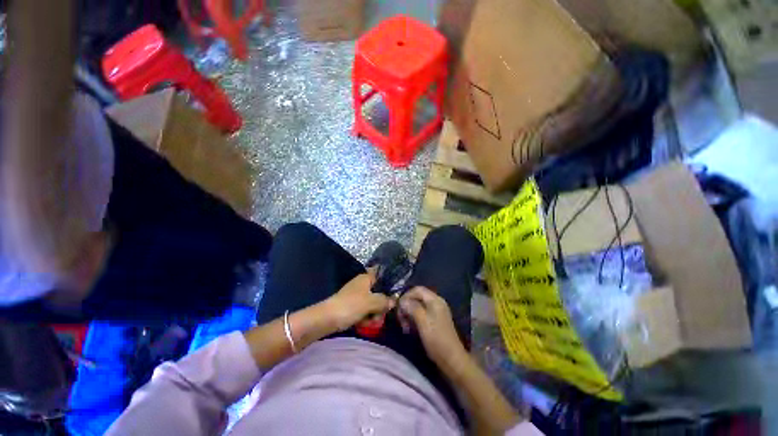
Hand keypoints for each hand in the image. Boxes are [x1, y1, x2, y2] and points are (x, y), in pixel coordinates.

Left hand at [323, 271, 394, 330]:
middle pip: (378, 292)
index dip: (388, 283)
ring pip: (372, 303)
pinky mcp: (352, 307)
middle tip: (380, 315)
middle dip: (381, 305)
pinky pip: (364, 311)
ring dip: (374, 314)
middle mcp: (362, 284)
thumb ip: (384, 301)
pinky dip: (365, 318)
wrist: (326, 319)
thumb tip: (394, 301)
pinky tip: (364, 324)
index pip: (381, 275)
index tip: (394, 294)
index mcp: (366, 278)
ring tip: (371, 322)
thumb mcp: (371, 302)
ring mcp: (356, 296)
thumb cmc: (350, 305)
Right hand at [399, 287, 466, 365]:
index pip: (417, 289)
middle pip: (417, 297)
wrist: (451, 359)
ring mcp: (436, 311)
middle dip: (407, 306)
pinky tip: (410, 328)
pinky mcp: (435, 320)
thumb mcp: (422, 322)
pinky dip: (414, 318)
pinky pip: (421, 313)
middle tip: (400, 319)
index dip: (406, 296)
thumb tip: (402, 301)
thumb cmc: (436, 339)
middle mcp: (436, 302)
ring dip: (409, 313)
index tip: (398, 308)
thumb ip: (412, 308)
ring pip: (418, 305)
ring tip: (404, 326)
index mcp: (435, 300)